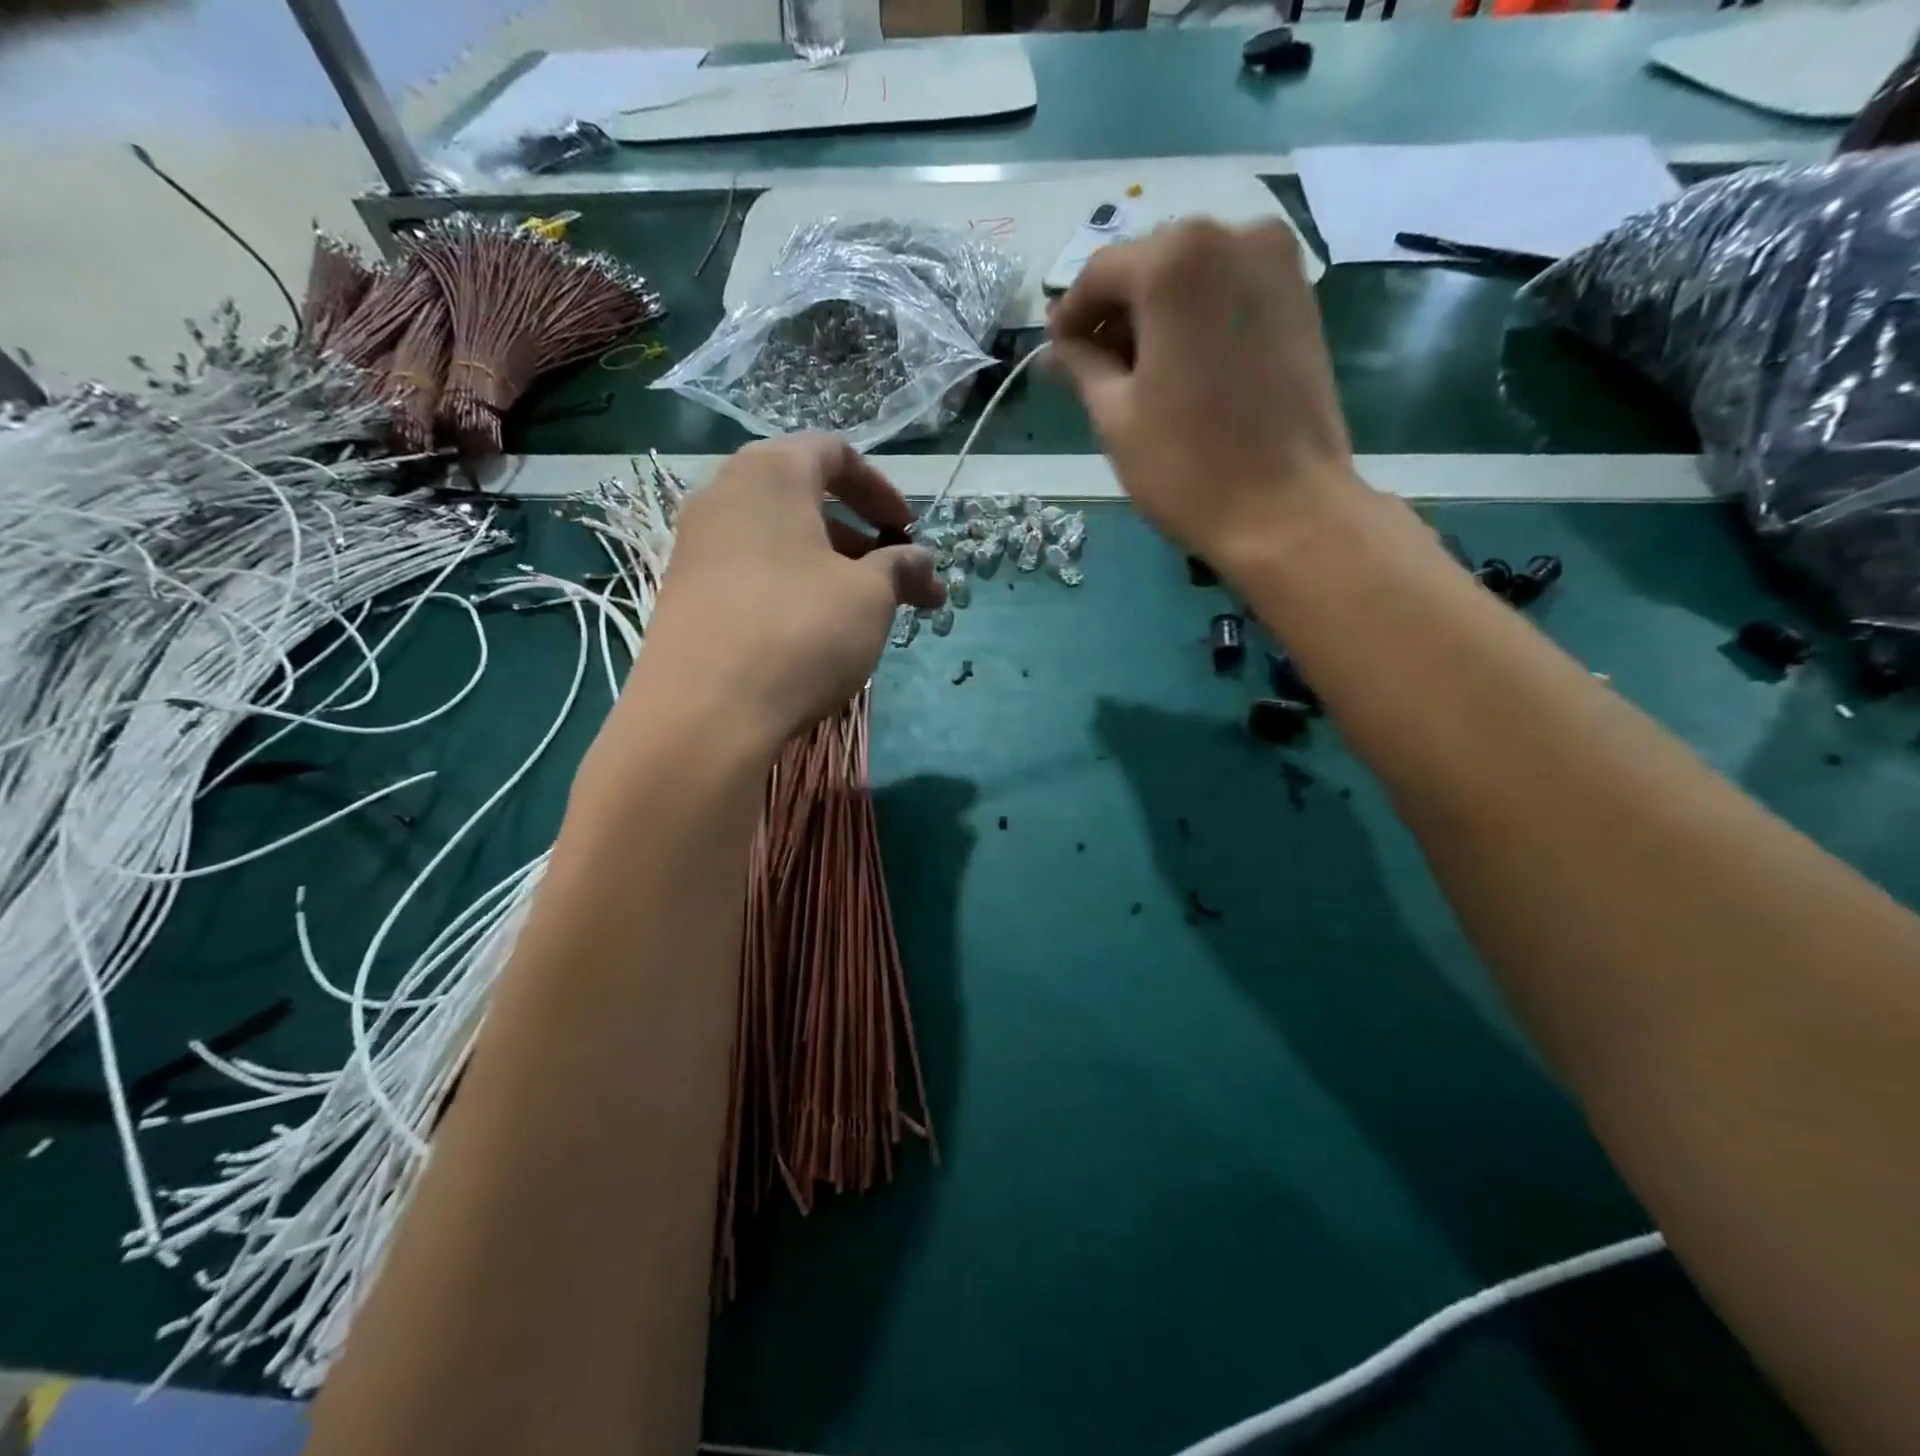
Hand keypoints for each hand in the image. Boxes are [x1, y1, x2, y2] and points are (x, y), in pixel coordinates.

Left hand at [608, 436, 942, 763]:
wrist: (703, 712)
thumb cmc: (800, 631)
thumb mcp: (870, 597)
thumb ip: (902, 568)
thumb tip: (924, 563)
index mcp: (771, 473)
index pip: (834, 453)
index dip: (882, 489)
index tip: (909, 533)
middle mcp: (724, 495)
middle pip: (804, 497)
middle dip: (859, 536)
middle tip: (893, 578)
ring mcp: (696, 545)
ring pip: (777, 539)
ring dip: (828, 565)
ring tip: (861, 612)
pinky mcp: (684, 592)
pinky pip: (750, 571)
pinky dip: (790, 587)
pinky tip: (812, 633)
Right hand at [1048, 219, 1361, 572]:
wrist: (1286, 510)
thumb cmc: (1187, 466)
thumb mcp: (1116, 416)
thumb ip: (1082, 366)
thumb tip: (1058, 347)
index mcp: (1176, 260)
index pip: (1102, 273)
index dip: (1070, 313)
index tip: (1054, 350)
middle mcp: (1233, 237)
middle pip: (1151, 266)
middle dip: (1116, 312)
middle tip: (1091, 366)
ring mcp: (1278, 265)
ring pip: (1193, 278)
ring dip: (1157, 317)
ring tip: (1136, 374)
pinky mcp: (1301, 300)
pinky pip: (1229, 294)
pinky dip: (1197, 320)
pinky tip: (1180, 367)